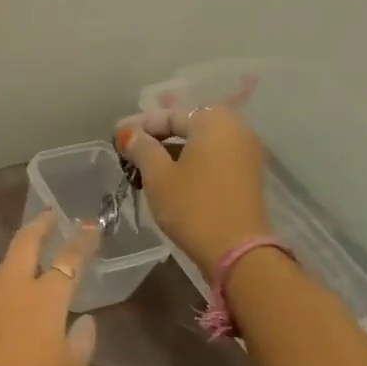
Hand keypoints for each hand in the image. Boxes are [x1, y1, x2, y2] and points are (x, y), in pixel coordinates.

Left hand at [0, 212, 99, 365]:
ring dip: (14, 263)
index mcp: (45, 297)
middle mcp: (11, 286)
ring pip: (1, 270)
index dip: (82, 240)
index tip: (90, 225)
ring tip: (23, 269)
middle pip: (25, 243)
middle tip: (48, 215)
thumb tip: (85, 320)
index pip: (69, 259)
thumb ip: (82, 342)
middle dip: (39, 225)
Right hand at [118, 106, 270, 280]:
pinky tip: (170, 179)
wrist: (236, 250)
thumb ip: (142, 148)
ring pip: (202, 144)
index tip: (118, 137)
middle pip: (189, 127)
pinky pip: (214, 159)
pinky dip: (192, 164)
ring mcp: (247, 153)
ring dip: (174, 152)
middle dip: (159, 138)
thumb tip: (131, 134)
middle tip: (131, 151)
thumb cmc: (192, 206)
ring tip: (146, 168)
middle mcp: (236, 129)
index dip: (141, 126)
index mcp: (214, 122)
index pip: (171, 115)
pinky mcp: (248, 176)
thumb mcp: (158, 176)